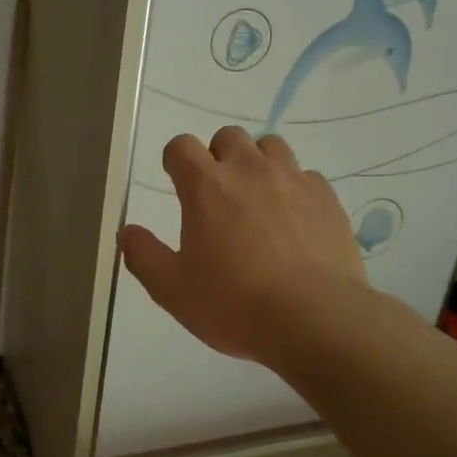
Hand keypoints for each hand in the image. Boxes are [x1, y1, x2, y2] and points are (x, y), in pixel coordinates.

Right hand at [119, 127, 369, 369]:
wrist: (315, 320)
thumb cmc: (234, 304)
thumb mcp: (172, 290)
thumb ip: (144, 256)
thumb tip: (128, 232)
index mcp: (206, 186)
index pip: (181, 146)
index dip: (175, 160)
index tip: (177, 181)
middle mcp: (249, 170)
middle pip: (228, 137)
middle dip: (218, 157)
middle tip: (218, 195)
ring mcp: (293, 179)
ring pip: (271, 147)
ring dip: (258, 164)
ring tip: (258, 201)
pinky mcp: (327, 198)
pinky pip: (306, 176)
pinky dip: (294, 189)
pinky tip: (295, 222)